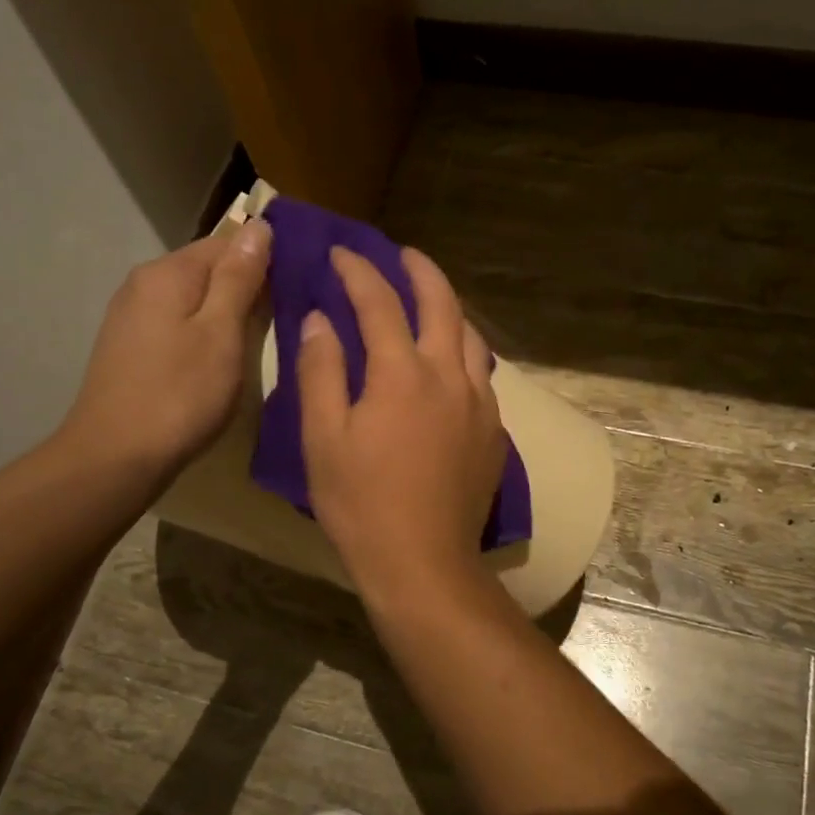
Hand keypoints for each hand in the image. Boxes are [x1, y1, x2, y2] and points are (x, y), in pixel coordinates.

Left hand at [55, 219, 270, 476]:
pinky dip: (205, 332)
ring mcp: (132, 316)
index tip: (299, 287)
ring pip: (194, 299)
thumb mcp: (222, 333)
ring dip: (228, 312)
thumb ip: (240, 279)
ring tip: (260, 340)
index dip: (267, 260)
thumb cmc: (180, 394)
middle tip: (287, 318)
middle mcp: (144, 283)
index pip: (229, 242)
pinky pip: (179, 323)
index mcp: (168, 272)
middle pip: (209, 269)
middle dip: (247, 287)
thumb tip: (259, 227)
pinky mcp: (130, 346)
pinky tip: (220, 358)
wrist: (115, 457)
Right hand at [298, 246, 507, 609]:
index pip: (380, 302)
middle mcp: (450, 376)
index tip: (340, 253)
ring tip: (430, 303)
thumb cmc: (361, 503)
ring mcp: (481, 403)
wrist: (423, 561)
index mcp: (403, 374)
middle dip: (420, 270)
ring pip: (471, 337)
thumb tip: (320, 320)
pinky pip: (483, 374)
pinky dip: (464, 352)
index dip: (358, 271)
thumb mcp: (323, 438)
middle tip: (401, 254)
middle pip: (442, 304)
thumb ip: (320, 371)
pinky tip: (451, 366)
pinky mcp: (494, 432)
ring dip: (449, 309)